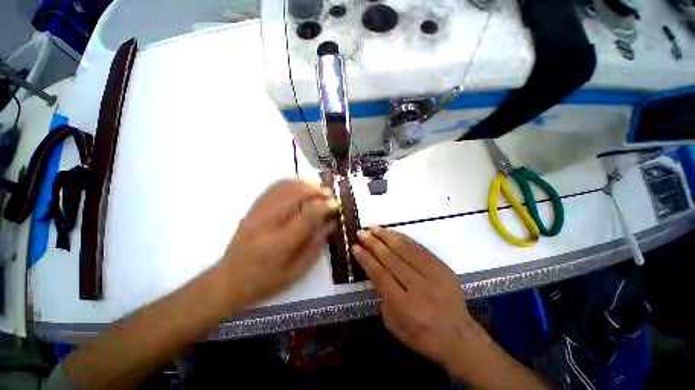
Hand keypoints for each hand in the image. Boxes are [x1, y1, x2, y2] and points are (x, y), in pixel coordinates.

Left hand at [219, 179, 336, 305]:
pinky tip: (299, 186)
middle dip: (317, 190)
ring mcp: (258, 213)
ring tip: (317, 189)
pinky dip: (290, 183)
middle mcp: (269, 222)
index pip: (309, 215)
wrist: (229, 280)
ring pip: (285, 187)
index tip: (336, 204)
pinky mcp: (253, 209)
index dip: (325, 206)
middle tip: (328, 195)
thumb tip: (332, 223)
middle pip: (296, 194)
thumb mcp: (297, 271)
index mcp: (282, 242)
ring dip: (305, 184)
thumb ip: (316, 245)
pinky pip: (273, 188)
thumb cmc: (266, 281)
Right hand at [351, 226, 485, 371]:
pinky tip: (391, 232)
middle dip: (373, 243)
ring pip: (405, 249)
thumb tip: (373, 268)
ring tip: (373, 227)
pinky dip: (403, 238)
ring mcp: (433, 275)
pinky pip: (419, 248)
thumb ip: (382, 294)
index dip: (366, 258)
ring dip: (386, 236)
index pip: (380, 274)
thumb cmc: (420, 335)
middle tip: (361, 232)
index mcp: (405, 306)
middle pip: (391, 258)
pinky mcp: (442, 267)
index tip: (355, 247)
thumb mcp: (393, 322)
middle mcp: (419, 287)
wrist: (458, 337)